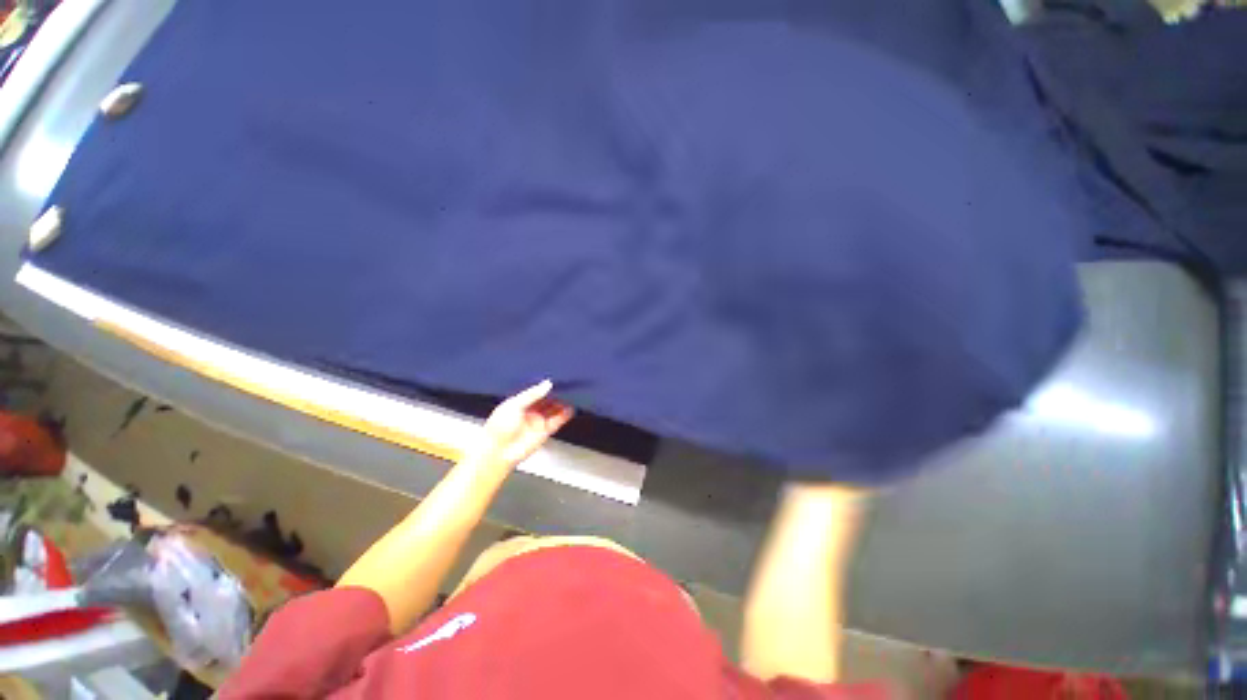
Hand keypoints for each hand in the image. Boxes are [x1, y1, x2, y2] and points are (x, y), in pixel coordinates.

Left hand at [472, 380, 573, 469]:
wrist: (498, 452)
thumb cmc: (498, 428)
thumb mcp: (514, 404)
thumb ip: (532, 394)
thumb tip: (547, 384)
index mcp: (519, 403)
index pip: (535, 392)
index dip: (545, 387)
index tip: (555, 380)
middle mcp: (529, 412)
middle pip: (546, 400)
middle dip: (555, 394)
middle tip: (566, 385)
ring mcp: (537, 421)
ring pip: (553, 410)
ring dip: (562, 403)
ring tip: (571, 395)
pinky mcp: (544, 432)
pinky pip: (557, 421)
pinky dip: (565, 415)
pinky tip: (570, 408)